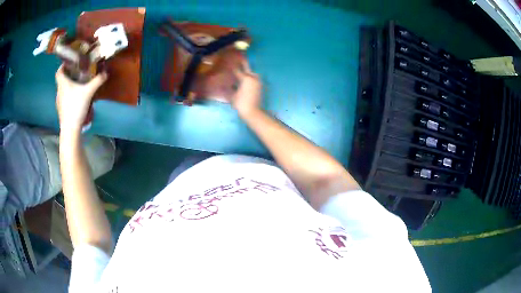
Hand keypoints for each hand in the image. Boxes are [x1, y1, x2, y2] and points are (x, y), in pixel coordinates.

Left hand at [55, 65, 106, 133]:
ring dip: (68, 87)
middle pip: (61, 81)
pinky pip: (64, 99)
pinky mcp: (61, 111)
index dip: (63, 66)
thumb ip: (97, 81)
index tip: (68, 63)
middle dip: (68, 76)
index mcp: (63, 84)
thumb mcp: (89, 91)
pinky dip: (68, 97)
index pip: (59, 72)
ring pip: (62, 91)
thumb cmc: (76, 106)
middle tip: (77, 73)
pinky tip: (75, 99)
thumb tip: (106, 73)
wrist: (70, 129)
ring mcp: (59, 103)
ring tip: (77, 86)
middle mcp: (59, 92)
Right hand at [232, 60, 261, 117]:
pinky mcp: (260, 86)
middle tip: (239, 58)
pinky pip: (254, 78)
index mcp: (246, 78)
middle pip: (247, 68)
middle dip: (243, 63)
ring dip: (247, 70)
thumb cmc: (241, 104)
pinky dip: (250, 76)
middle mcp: (253, 77)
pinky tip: (246, 78)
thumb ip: (229, 88)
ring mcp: (258, 81)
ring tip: (242, 68)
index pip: (237, 70)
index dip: (233, 66)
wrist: (253, 112)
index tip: (229, 62)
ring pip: (252, 73)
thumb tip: (225, 84)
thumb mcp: (232, 96)